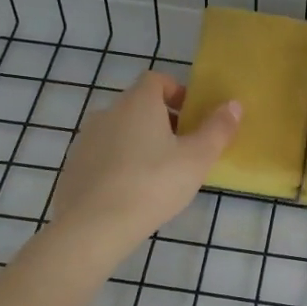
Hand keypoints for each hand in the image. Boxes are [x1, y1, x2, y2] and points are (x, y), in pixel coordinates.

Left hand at [49, 72, 239, 257]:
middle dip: (162, 121)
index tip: (191, 115)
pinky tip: (131, 194)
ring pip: (120, 131)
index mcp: (138, 103)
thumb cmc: (152, 183)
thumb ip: (218, 129)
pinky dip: (119, 165)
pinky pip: (103, 156)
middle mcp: (108, 112)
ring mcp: (86, 140)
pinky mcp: (73, 167)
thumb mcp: (197, 158)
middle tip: (182, 149)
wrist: (92, 226)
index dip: (176, 91)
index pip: (156, 79)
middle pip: (138, 106)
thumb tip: (234, 105)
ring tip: (158, 175)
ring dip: (139, 143)